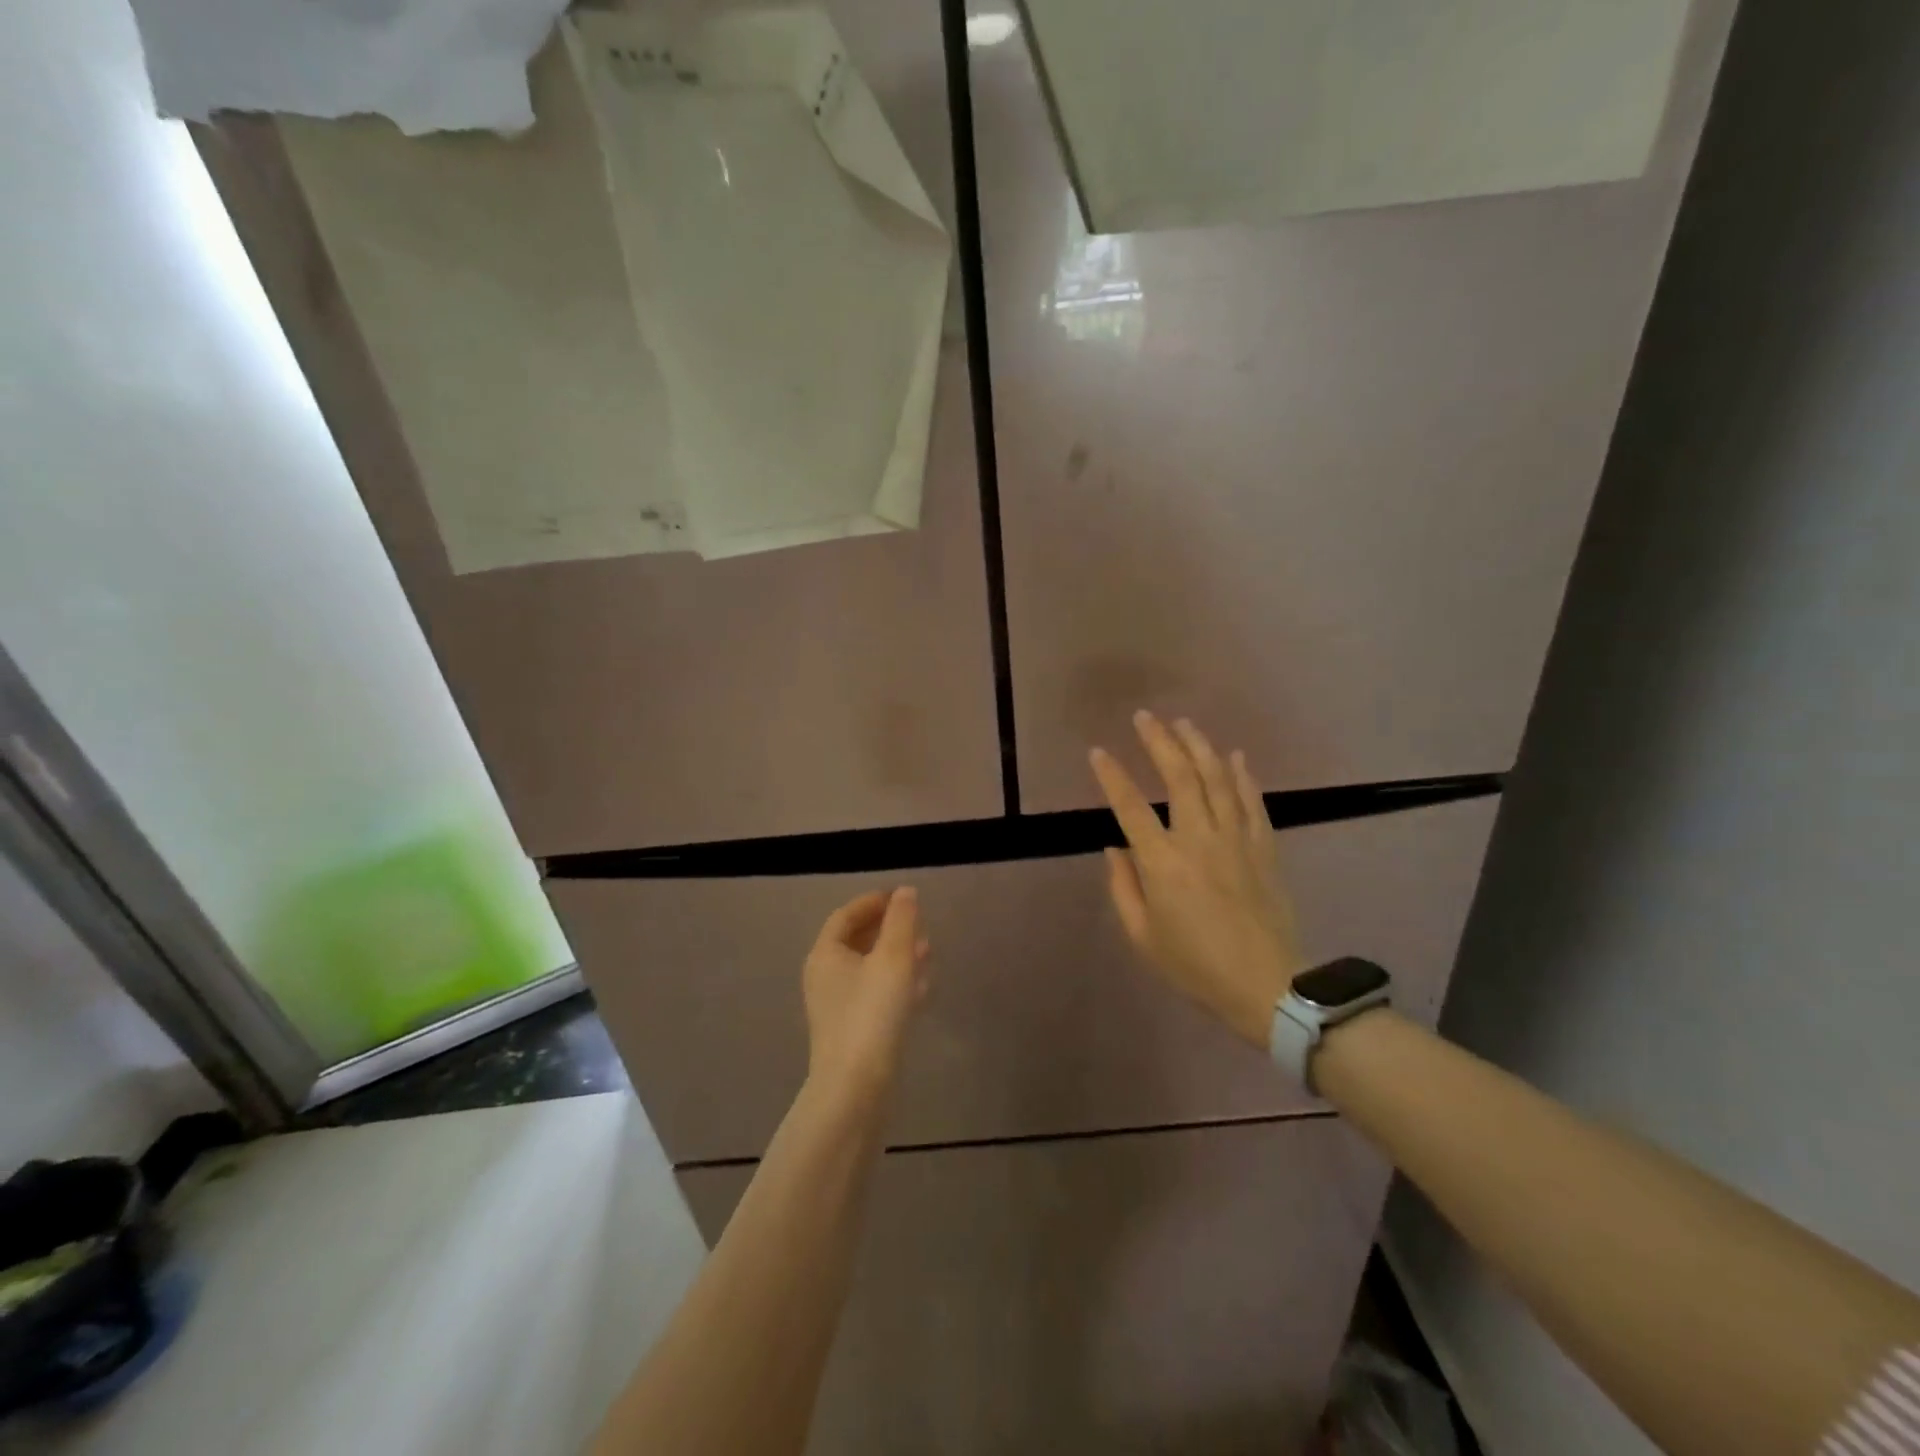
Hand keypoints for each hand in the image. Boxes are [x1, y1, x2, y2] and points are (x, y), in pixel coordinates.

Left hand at [802, 888, 930, 1100]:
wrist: (857, 1088)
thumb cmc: (872, 1013)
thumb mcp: (893, 958)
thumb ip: (901, 921)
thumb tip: (904, 892)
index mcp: (826, 954)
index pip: (846, 915)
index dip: (873, 902)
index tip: (902, 897)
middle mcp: (825, 977)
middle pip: (856, 940)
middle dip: (888, 929)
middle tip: (918, 923)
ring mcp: (837, 1007)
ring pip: (869, 969)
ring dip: (896, 955)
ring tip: (927, 950)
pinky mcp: (852, 1031)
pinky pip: (874, 995)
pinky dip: (895, 983)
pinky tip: (921, 987)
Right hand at [1090, 712, 1303, 1046]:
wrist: (1269, 986)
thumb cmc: (1196, 966)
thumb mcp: (1143, 937)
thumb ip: (1123, 888)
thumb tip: (1114, 848)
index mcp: (1162, 864)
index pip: (1130, 807)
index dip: (1112, 776)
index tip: (1098, 751)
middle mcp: (1198, 840)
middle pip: (1179, 777)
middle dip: (1159, 742)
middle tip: (1144, 717)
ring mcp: (1236, 840)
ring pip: (1217, 779)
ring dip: (1199, 746)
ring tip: (1183, 722)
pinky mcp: (1265, 847)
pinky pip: (1253, 802)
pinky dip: (1243, 775)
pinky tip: (1235, 755)